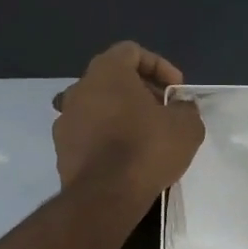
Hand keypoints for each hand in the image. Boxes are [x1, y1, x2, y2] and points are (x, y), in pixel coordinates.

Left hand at [53, 42, 204, 199]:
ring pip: (98, 106)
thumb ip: (185, 107)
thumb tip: (180, 106)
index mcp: (107, 72)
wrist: (105, 196)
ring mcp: (65, 119)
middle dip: (141, 91)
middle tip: (163, 112)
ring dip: (121, 114)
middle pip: (113, 79)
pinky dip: (106, 137)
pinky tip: (125, 158)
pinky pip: (88, 132)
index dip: (159, 66)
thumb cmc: (146, 149)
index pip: (132, 51)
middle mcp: (79, 88)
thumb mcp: (186, 126)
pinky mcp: (61, 148)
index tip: (176, 90)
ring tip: (144, 136)